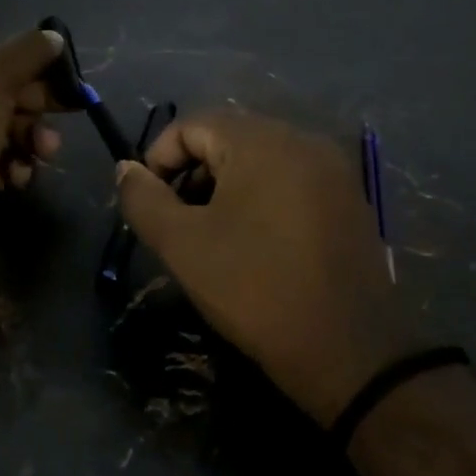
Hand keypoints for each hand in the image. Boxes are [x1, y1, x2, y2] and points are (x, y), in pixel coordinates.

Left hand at [0, 29, 64, 270]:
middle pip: (6, 92)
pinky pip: (3, 161)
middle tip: (70, 110)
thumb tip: (54, 36)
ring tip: (43, 152)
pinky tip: (16, 176)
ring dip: (32, 138)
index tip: (64, 77)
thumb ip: (28, 53)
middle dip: (36, 107)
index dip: (30, 65)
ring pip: (10, 129)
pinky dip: (16, 166)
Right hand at [116, 110, 420, 424]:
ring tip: (213, 234)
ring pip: (261, 159)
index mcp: (262, 141)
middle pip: (229, 137)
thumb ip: (143, 199)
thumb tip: (126, 168)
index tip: (151, 204)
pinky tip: (255, 241)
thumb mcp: (182, 245)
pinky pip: (292, 179)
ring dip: (226, 186)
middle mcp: (303, 140)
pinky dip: (262, 197)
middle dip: (193, 173)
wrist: (348, 350)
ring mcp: (333, 169)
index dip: (159, 158)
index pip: (193, 124)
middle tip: (178, 222)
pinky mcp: (349, 199)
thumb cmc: (255, 289)